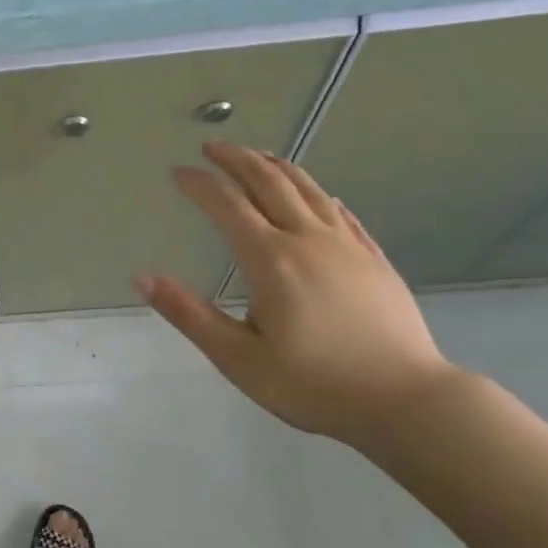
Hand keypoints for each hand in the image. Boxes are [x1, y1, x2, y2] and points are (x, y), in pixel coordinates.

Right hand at [138, 143, 456, 445]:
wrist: (405, 400)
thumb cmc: (312, 384)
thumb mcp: (237, 357)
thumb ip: (189, 314)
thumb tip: (143, 278)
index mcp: (270, 260)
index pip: (227, 207)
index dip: (201, 185)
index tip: (179, 171)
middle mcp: (308, 240)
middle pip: (270, 184)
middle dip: (238, 160)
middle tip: (214, 146)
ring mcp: (347, 247)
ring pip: (309, 191)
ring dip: (278, 168)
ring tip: (259, 155)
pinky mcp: (374, 260)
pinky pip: (343, 214)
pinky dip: (321, 195)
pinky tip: (319, 196)